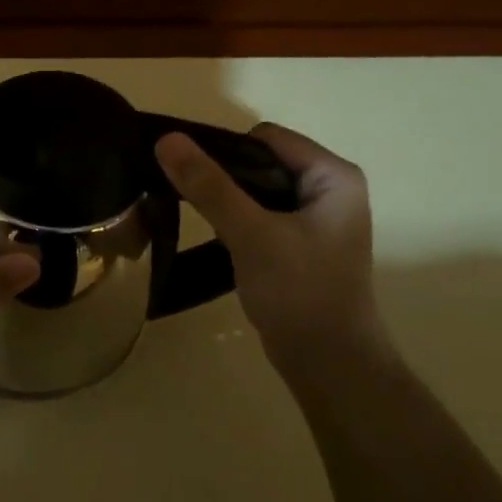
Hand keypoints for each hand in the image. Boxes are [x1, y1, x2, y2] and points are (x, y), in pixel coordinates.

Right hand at [155, 125, 380, 365]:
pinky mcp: (302, 245)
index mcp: (334, 176)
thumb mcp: (250, 233)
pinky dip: (239, 221)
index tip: (194, 180)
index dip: (226, 151)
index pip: (267, 139)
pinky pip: (263, 215)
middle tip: (192, 201)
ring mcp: (318, 219)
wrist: (328, 363)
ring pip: (259, 190)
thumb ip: (208, 186)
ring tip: (203, 221)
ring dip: (229, 200)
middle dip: (225, 177)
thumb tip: (167, 139)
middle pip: (263, 162)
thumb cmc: (298, 292)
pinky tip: (221, 240)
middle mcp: (331, 190)